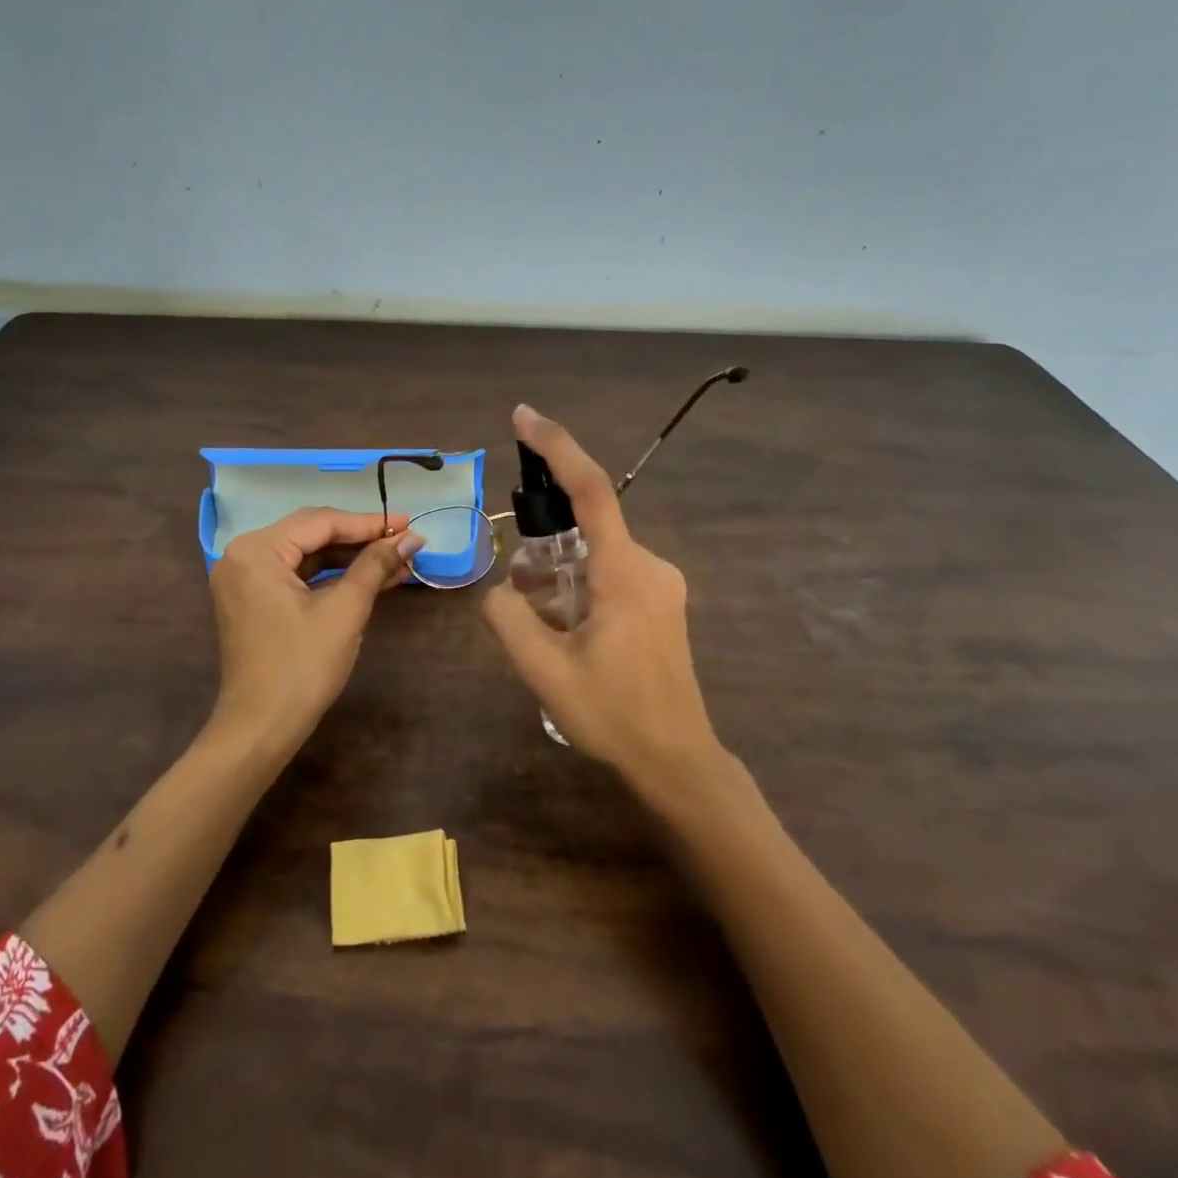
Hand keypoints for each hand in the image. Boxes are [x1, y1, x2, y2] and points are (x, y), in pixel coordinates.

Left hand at [208, 508, 422, 753]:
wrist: (262, 728)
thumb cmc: (302, 666)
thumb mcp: (345, 610)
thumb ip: (375, 565)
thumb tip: (412, 538)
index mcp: (256, 550)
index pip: (321, 522)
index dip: (369, 523)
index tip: (408, 524)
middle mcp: (243, 554)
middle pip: (311, 533)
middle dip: (360, 538)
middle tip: (404, 539)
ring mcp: (244, 578)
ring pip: (307, 555)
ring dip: (350, 559)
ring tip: (396, 561)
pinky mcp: (253, 599)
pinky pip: (296, 575)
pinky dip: (331, 577)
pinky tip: (369, 578)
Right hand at [482, 405, 719, 780]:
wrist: (676, 760)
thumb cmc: (612, 716)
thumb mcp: (543, 671)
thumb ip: (508, 618)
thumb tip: (501, 591)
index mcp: (624, 575)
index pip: (592, 491)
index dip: (557, 447)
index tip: (524, 417)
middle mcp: (649, 566)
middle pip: (588, 525)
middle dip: (546, 542)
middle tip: (525, 596)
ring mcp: (662, 583)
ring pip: (597, 552)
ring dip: (561, 573)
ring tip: (547, 629)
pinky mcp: (663, 601)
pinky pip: (611, 571)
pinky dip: (579, 584)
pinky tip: (569, 631)